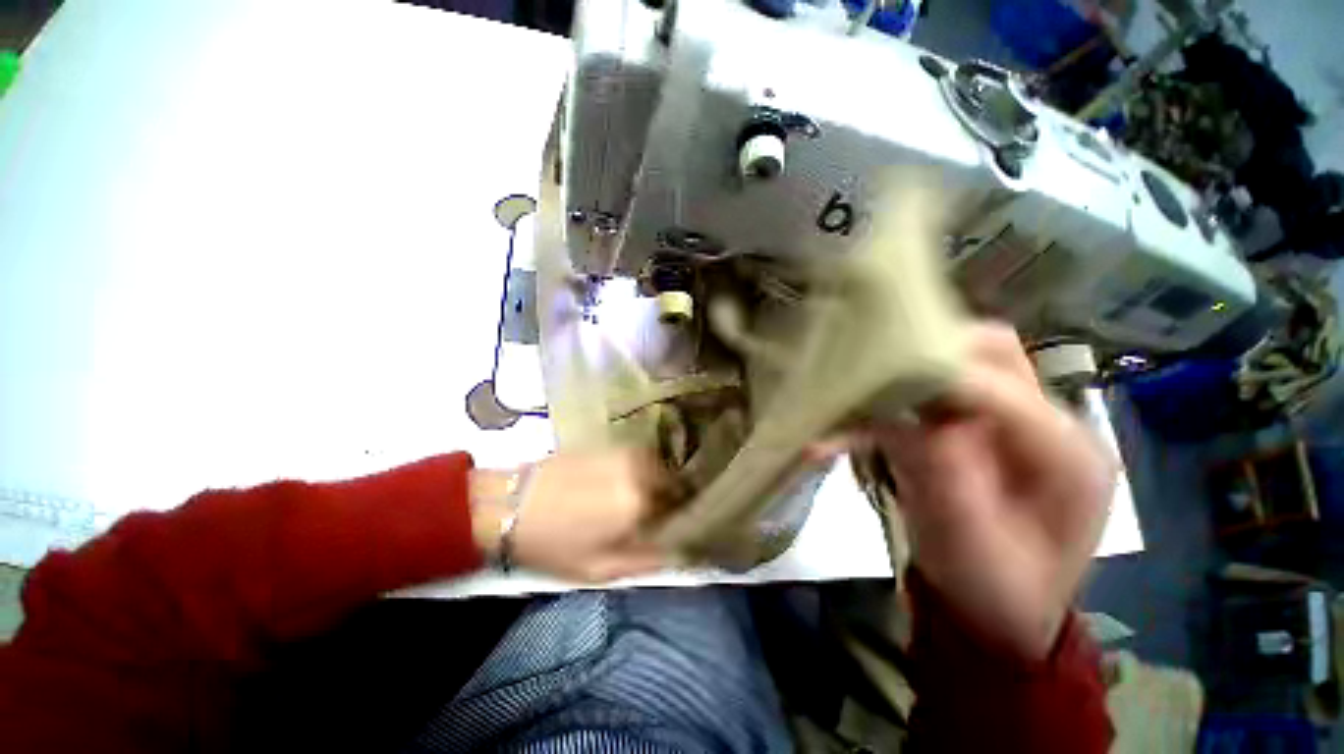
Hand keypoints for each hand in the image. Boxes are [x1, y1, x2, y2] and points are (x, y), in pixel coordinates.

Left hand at [470, 450, 667, 581]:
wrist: (509, 505)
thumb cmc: (554, 544)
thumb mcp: (601, 569)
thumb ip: (649, 560)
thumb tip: (683, 552)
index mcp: (640, 499)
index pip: (684, 503)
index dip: (685, 516)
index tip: (680, 525)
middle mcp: (639, 467)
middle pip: (674, 480)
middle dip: (673, 497)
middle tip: (659, 516)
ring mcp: (624, 451)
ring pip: (658, 466)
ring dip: (658, 482)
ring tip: (641, 500)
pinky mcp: (609, 444)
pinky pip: (639, 457)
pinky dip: (642, 470)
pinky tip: (624, 484)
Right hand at [877, 323, 1115, 659]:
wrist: (998, 609)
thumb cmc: (992, 588)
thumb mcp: (967, 543)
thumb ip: (942, 474)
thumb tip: (904, 415)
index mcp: (1066, 455)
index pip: (1001, 388)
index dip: (937, 380)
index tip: (874, 384)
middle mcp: (1045, 423)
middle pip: (990, 352)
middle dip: (926, 352)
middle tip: (870, 373)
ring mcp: (1010, 422)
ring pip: (960, 362)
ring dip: (908, 370)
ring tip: (859, 388)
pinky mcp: (975, 428)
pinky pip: (935, 392)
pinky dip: (895, 397)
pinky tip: (859, 416)